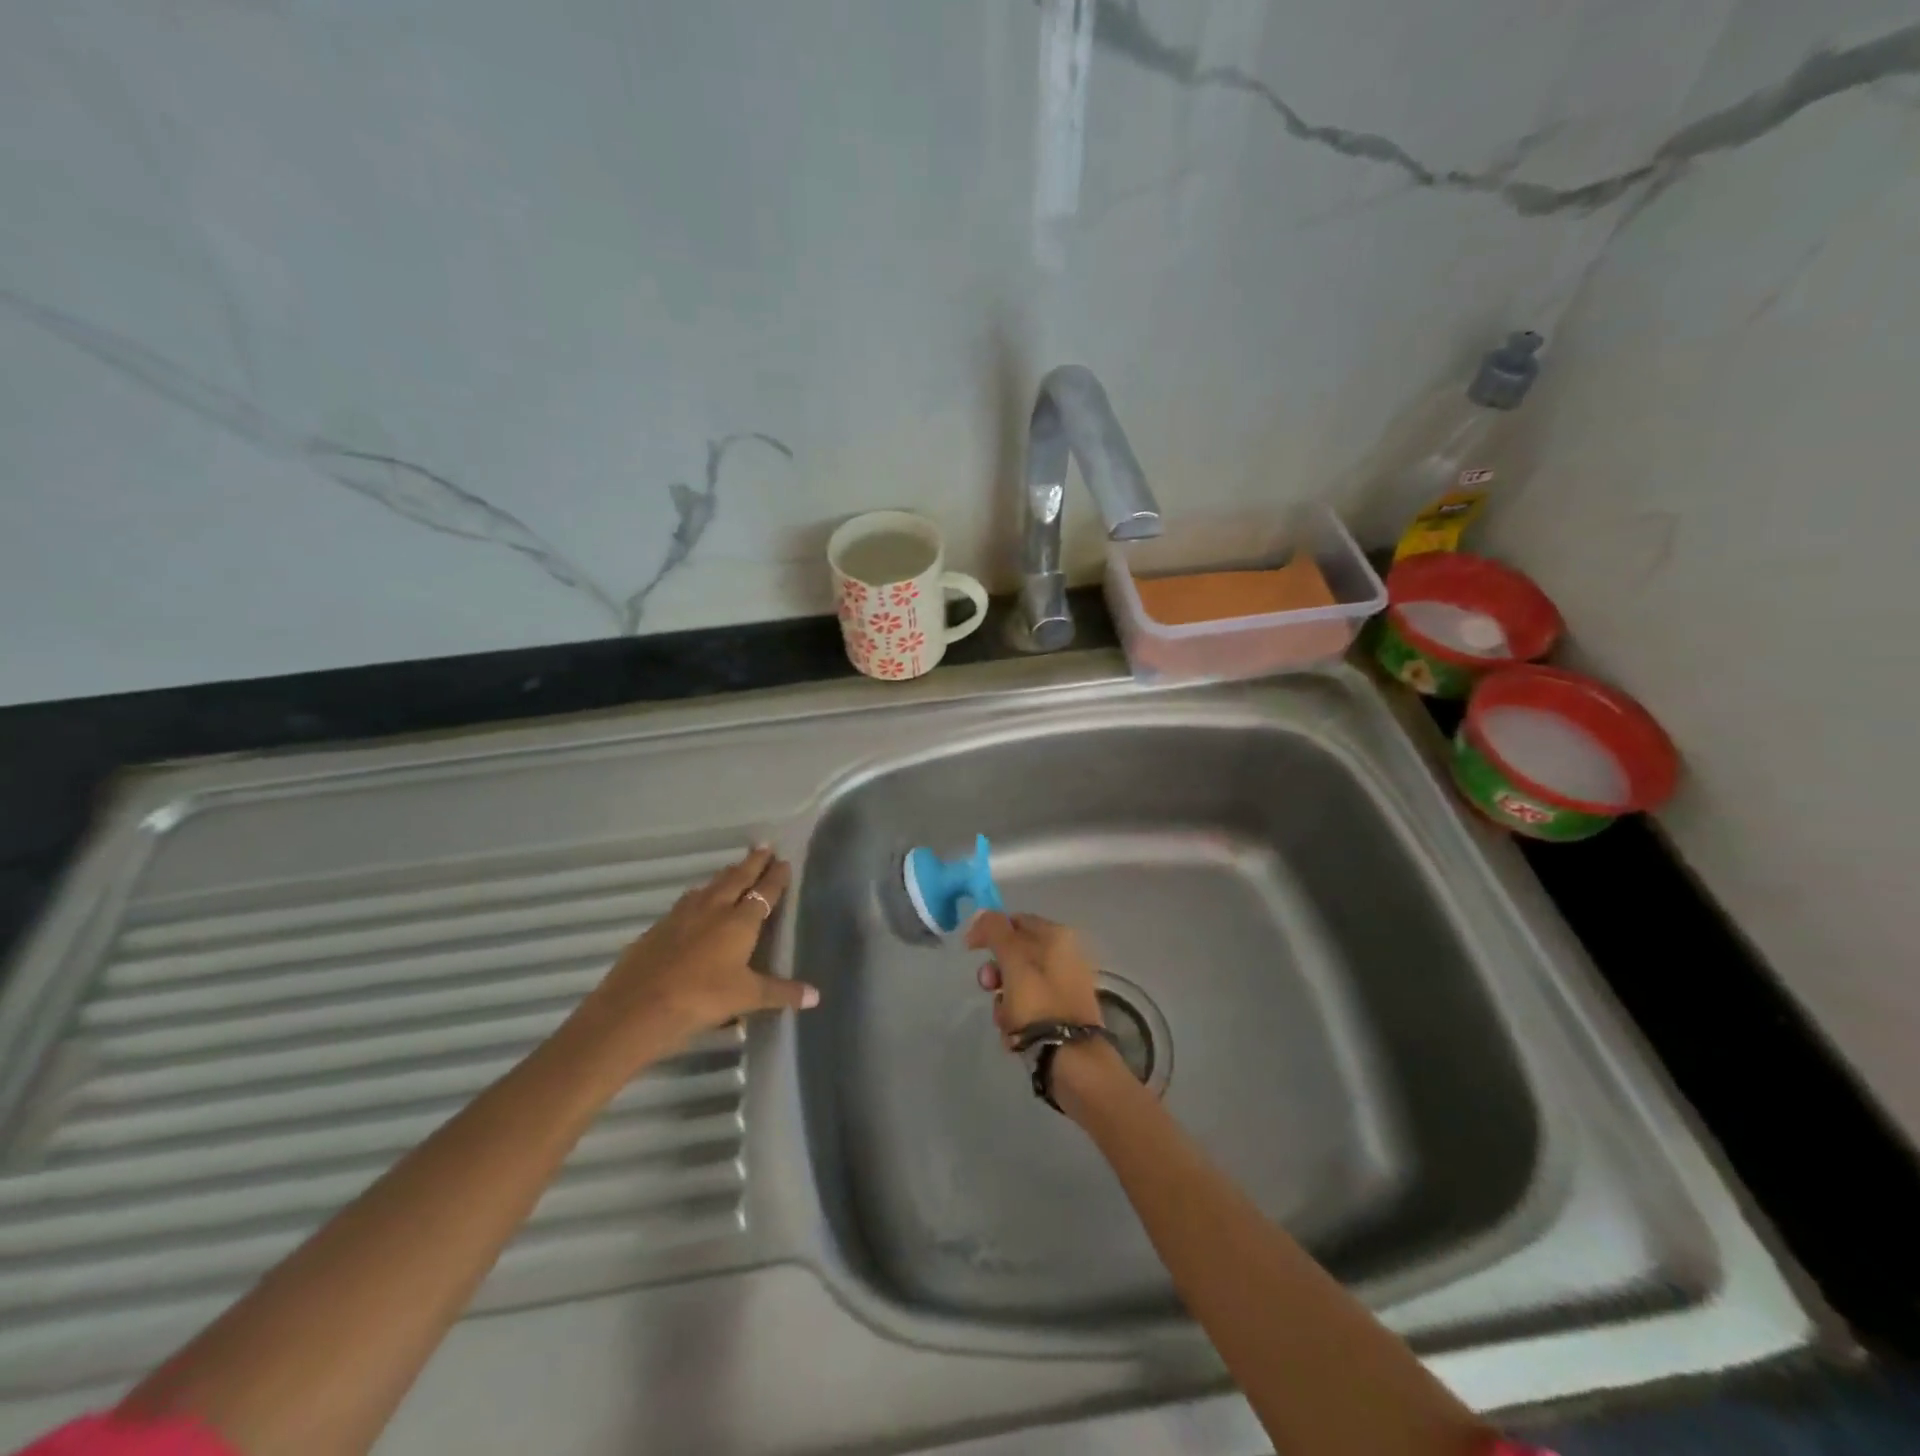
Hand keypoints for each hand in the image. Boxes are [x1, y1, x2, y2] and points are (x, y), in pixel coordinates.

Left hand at [570, 846, 817, 1067]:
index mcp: (740, 922)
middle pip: (737, 879)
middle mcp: (713, 909)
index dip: (775, 877)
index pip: (764, 892)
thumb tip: (816, 996)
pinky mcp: (658, 927)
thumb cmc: (702, 998)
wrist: (637, 1007)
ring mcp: (682, 915)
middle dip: (752, 863)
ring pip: (709, 886)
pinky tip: (695, 902)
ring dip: (724, 876)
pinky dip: (698, 896)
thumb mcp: (747, 998)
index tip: (784, 861)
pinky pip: (686, 902)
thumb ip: (781, 992)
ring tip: (733, 868)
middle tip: (763, 847)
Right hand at [965, 911, 1103, 1047]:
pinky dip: (1017, 1019)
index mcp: (1057, 936)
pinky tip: (1016, 1035)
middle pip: (1015, 955)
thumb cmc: (1039, 1003)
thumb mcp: (1013, 959)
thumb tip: (982, 912)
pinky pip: (1029, 1007)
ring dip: (1003, 1001)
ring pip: (1018, 984)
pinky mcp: (1062, 1013)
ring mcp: (1064, 986)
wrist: (1071, 1058)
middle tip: (989, 987)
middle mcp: (1065, 955)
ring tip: (1005, 1020)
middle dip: (995, 973)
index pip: (1015, 921)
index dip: (989, 932)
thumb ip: (995, 931)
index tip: (970, 950)